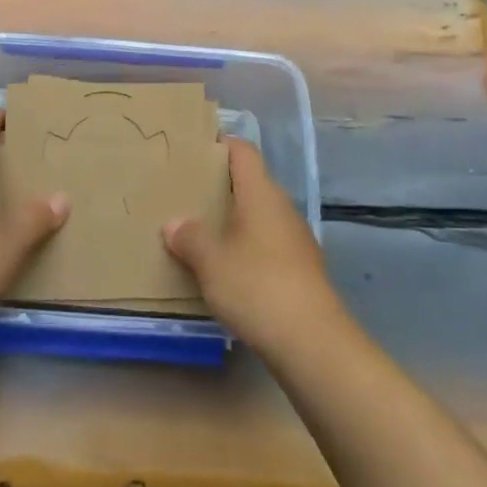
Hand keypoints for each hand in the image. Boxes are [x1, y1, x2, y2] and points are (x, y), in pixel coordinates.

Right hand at [163, 138, 345, 356]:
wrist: (313, 342)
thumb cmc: (256, 286)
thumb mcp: (210, 261)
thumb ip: (190, 237)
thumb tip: (174, 223)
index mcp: (261, 193)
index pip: (242, 151)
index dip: (220, 144)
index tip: (193, 148)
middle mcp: (281, 207)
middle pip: (250, 183)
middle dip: (220, 186)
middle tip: (186, 193)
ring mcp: (295, 239)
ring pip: (258, 216)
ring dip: (233, 220)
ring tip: (200, 231)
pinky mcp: (301, 269)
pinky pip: (267, 244)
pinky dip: (246, 247)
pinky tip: (227, 268)